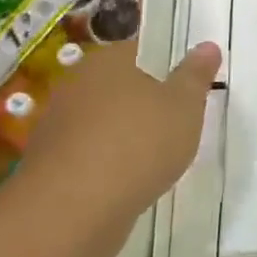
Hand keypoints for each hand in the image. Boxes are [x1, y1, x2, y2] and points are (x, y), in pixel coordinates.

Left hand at [23, 39, 220, 246]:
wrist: (72, 211)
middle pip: (120, 86)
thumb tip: (207, 45)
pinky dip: (108, 164)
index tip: (188, 88)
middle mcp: (77, 85)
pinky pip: (89, 155)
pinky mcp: (49, 165)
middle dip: (146, 103)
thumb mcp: (184, 106)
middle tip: (178, 123)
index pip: (141, 51)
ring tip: (156, 158)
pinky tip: (128, 182)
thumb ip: (195, 75)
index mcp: (109, 61)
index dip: (167, 66)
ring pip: (103, 122)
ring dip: (125, 135)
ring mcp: (57, 126)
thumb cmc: (139, 143)